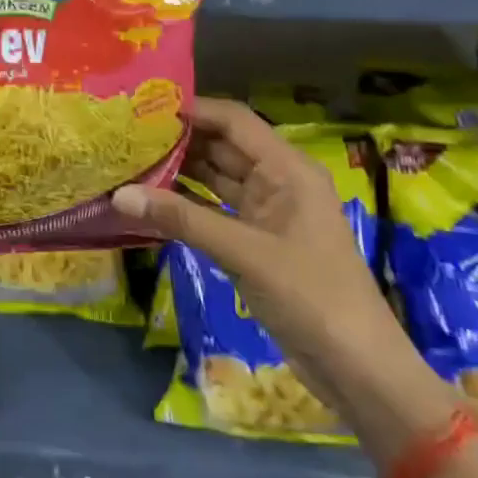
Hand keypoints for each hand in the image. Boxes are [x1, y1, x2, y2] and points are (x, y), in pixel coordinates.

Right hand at [111, 97, 412, 413]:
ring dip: (178, 172)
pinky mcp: (256, 242)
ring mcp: (267, 213)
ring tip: (129, 160)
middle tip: (126, 134)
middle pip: (222, 146)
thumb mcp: (244, 252)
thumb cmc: (311, 296)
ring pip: (216, 178)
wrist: (358, 369)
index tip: (143, 107)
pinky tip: (150, 201)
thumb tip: (118, 194)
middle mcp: (277, 181)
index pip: (234, 121)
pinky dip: (186, 205)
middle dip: (178, 140)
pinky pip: (214, 211)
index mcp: (288, 169)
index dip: (193, 110)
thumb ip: (181, 219)